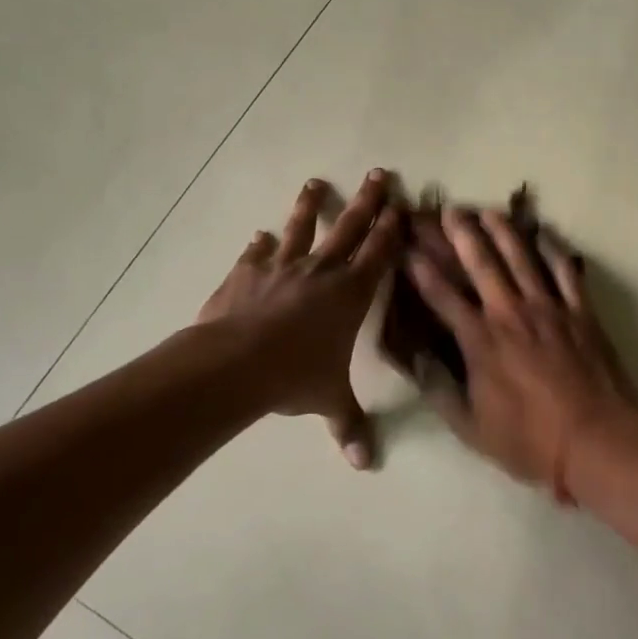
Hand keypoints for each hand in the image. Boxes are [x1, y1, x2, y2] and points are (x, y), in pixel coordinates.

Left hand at [197, 170, 401, 467]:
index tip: (402, 205)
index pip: (379, 253)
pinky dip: (260, 245)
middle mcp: (321, 272)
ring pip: (301, 228)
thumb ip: (349, 426)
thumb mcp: (329, 401)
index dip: (392, 229)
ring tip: (315, 183)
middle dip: (367, 200)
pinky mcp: (246, 273)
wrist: (235, 363)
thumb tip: (365, 465)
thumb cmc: (294, 376)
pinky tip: (260, 235)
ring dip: (310, 205)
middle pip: (350, 227)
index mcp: (350, 294)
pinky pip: (258, 254)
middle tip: (378, 173)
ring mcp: (282, 268)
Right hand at [404, 206, 637, 502]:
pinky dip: (553, 250)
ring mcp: (549, 308)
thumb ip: (441, 390)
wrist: (595, 440)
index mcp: (480, 340)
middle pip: (482, 264)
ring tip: (489, 211)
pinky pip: (565, 272)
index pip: (442, 296)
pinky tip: (544, 234)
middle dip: (463, 234)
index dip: (422, 270)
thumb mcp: (471, 428)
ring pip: (522, 258)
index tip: (408, 248)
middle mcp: (510, 313)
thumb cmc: (529, 440)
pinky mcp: (580, 312)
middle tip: (450, 211)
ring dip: (503, 232)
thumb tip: (418, 360)